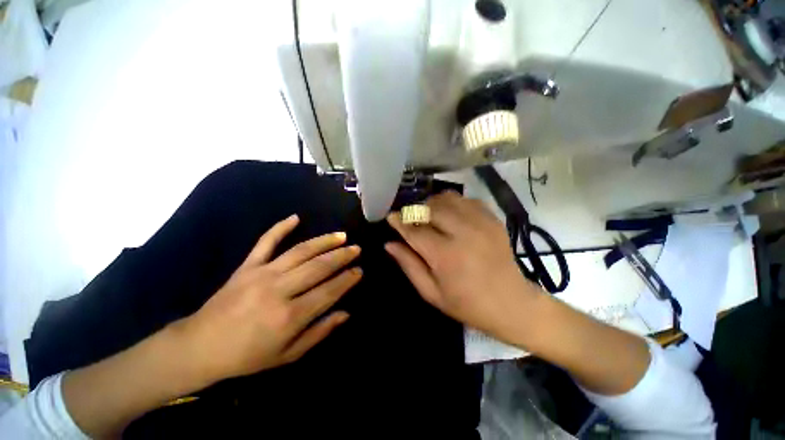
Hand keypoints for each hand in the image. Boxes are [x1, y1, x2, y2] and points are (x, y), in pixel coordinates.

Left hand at [176, 214, 361, 382]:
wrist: (200, 347)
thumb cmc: (247, 356)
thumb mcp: (288, 355)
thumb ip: (319, 333)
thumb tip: (345, 313)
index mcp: (289, 316)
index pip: (329, 291)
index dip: (347, 280)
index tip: (359, 270)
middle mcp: (279, 290)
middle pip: (318, 267)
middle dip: (342, 256)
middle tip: (356, 248)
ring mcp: (262, 274)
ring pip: (300, 251)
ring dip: (324, 241)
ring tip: (341, 235)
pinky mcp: (247, 266)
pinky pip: (265, 242)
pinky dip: (280, 228)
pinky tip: (295, 217)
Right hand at [385, 192, 542, 343]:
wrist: (512, 304)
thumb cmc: (467, 304)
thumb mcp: (431, 293)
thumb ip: (409, 265)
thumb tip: (389, 243)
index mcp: (445, 256)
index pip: (414, 230)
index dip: (399, 221)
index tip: (390, 217)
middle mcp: (463, 233)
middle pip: (430, 208)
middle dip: (415, 210)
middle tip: (411, 219)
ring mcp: (481, 223)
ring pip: (448, 198)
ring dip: (433, 204)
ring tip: (429, 216)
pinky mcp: (492, 219)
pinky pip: (466, 200)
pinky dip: (452, 203)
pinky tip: (451, 216)